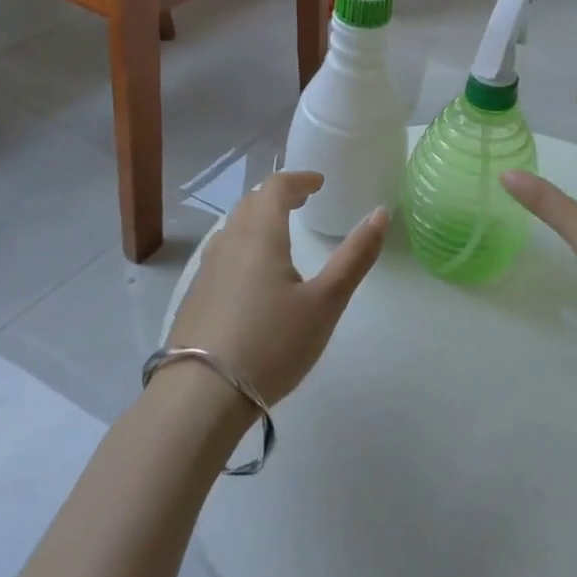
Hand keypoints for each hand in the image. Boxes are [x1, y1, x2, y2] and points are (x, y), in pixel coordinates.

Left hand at [167, 172, 387, 407]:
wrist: (200, 397)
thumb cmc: (272, 343)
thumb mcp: (325, 302)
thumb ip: (355, 256)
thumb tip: (380, 213)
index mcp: (260, 234)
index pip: (275, 187)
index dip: (299, 179)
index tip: (319, 182)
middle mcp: (229, 242)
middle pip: (251, 203)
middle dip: (278, 196)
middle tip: (302, 201)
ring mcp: (207, 270)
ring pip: (233, 228)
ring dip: (258, 219)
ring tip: (280, 232)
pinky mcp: (196, 297)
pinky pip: (223, 253)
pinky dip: (243, 244)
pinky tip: (253, 273)